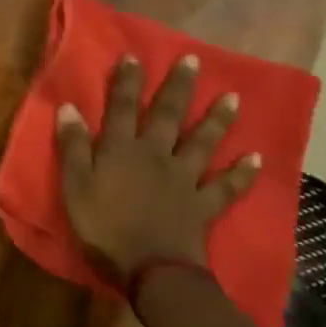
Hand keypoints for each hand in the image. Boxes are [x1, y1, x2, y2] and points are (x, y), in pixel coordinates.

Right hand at [55, 53, 261, 279]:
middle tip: (192, 61)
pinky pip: (226, 187)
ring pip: (202, 143)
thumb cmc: (104, 228)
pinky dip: (242, 173)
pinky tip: (256, 158)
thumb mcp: (75, 186)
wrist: (150, 269)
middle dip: (178, 87)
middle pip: (168, 116)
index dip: (126, 82)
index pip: (122, 108)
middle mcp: (156, 155)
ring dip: (217, 120)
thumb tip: (69, 108)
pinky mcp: (203, 205)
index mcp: (121, 150)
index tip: (133, 57)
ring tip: (233, 97)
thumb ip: (73, 147)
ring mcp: (184, 179)